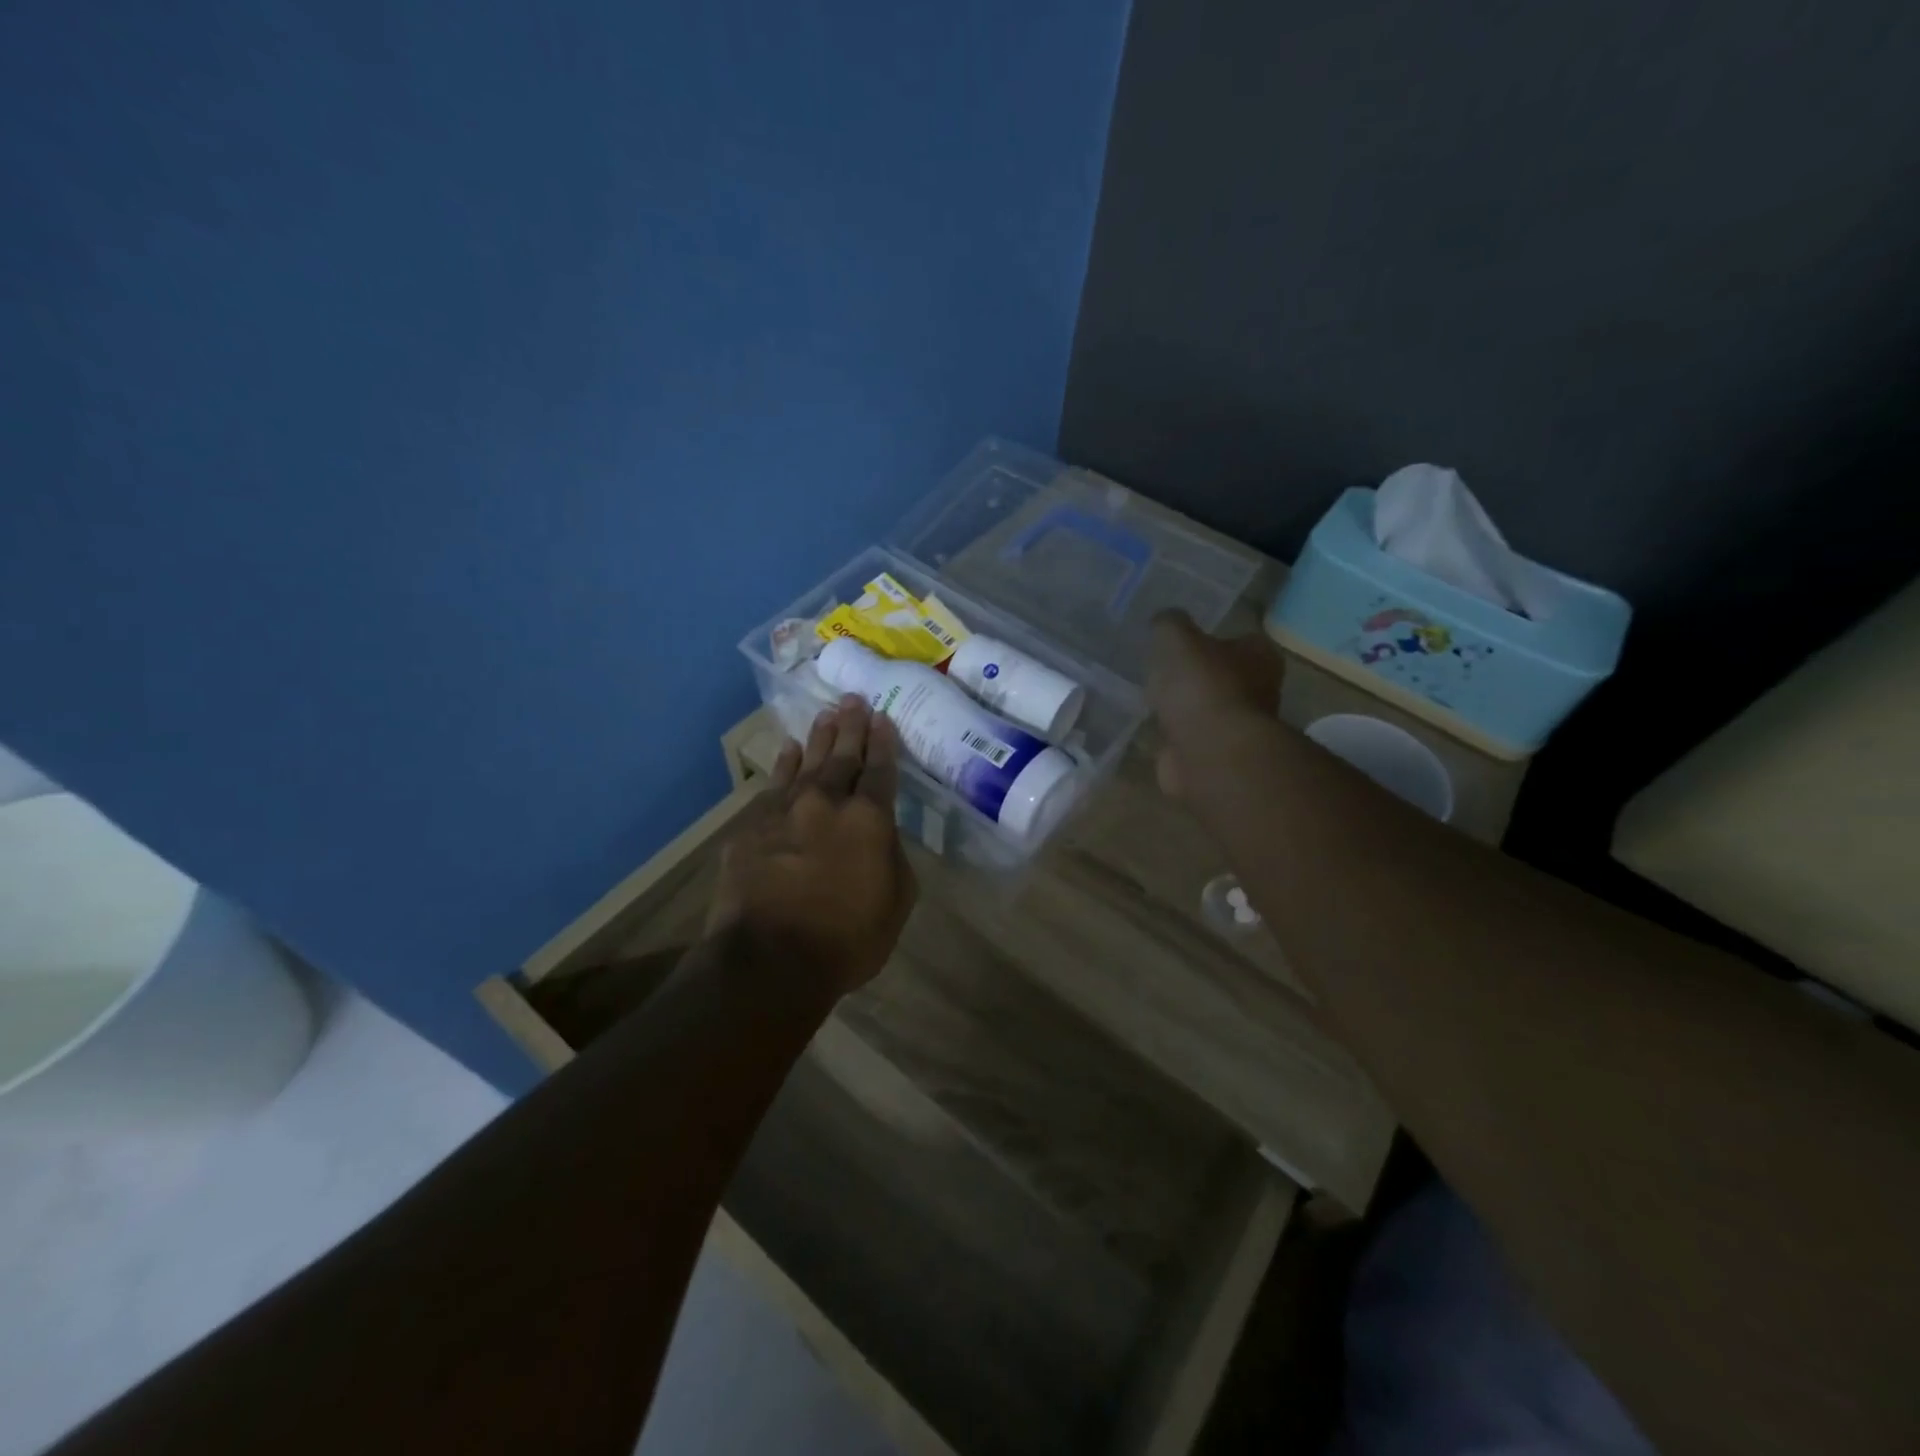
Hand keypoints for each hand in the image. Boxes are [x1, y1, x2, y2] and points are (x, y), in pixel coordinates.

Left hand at [707, 696, 917, 996]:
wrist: (769, 959)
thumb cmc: (846, 939)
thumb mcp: (895, 903)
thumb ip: (894, 859)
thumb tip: (882, 835)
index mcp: (870, 820)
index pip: (881, 771)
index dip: (884, 743)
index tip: (883, 718)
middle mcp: (829, 802)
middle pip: (844, 756)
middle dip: (852, 726)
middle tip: (855, 700)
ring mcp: (786, 810)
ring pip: (807, 762)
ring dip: (819, 737)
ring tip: (826, 714)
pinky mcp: (753, 825)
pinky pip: (774, 784)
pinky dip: (784, 765)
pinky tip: (788, 750)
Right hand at [1147, 611, 1283, 801]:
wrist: (1208, 752)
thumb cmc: (1202, 687)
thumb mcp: (1177, 639)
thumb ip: (1169, 624)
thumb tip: (1164, 620)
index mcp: (1260, 656)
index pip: (1241, 639)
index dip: (1214, 638)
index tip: (1184, 641)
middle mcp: (1258, 690)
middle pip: (1225, 676)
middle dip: (1198, 675)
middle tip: (1164, 668)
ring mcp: (1237, 727)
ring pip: (1207, 709)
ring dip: (1185, 707)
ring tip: (1152, 696)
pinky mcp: (1215, 755)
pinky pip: (1190, 737)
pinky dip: (1174, 734)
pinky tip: (1151, 727)